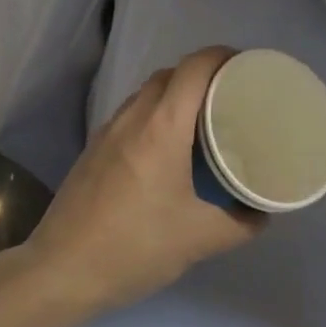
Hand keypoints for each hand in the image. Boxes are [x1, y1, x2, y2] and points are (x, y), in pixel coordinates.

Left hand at [20, 47, 263, 317]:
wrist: (62, 270)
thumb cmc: (136, 246)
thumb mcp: (199, 239)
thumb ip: (241, 224)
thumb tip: (263, 211)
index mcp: (162, 126)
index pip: (195, 68)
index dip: (222, 56)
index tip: (248, 68)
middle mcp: (134, 116)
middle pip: (171, 73)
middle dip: (203, 74)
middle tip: (232, 95)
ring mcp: (109, 130)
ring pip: (148, 92)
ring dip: (177, 93)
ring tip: (204, 118)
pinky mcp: (95, 147)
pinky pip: (133, 112)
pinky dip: (156, 112)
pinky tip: (168, 146)